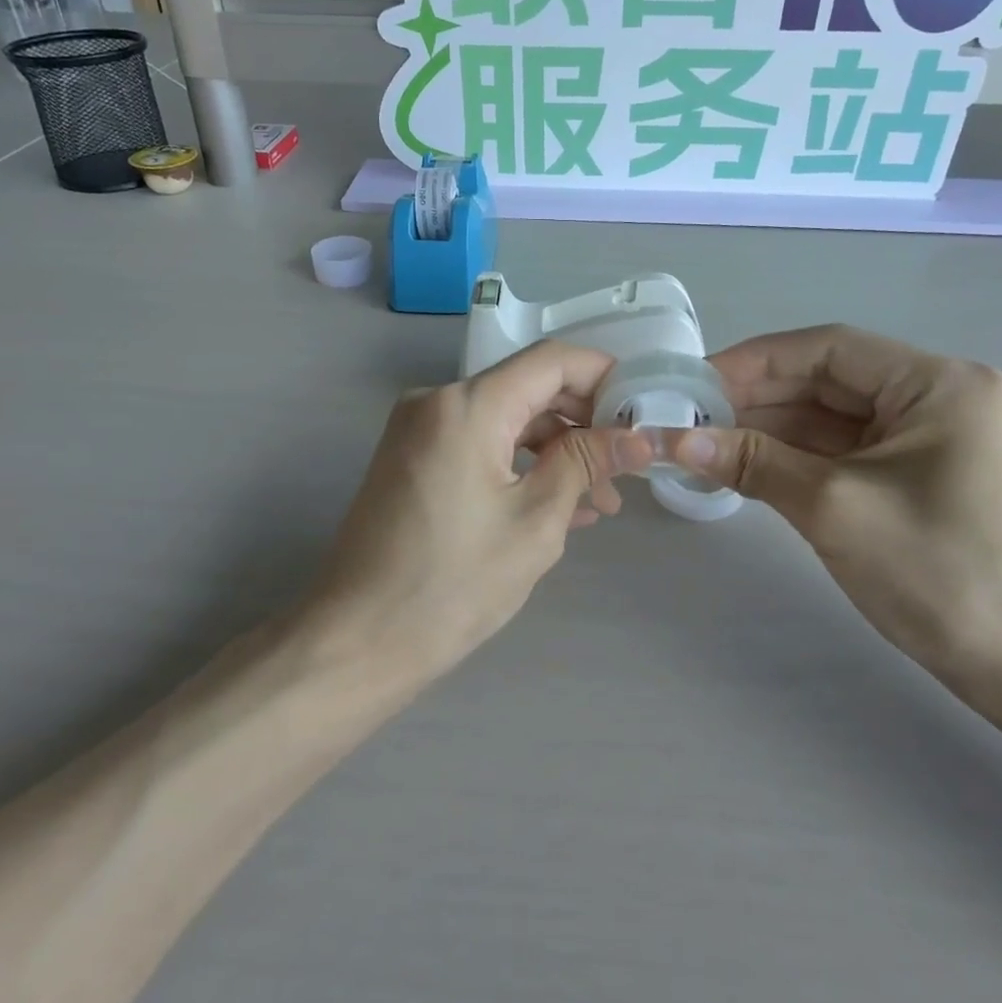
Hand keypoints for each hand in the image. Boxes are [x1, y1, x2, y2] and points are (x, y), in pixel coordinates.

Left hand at [311, 342, 654, 677]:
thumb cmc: (453, 584)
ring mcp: (419, 430)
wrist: (358, 641)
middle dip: (584, 421)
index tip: (644, 410)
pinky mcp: (413, 459)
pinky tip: (561, 504)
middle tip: (629, 464)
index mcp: (467, 405)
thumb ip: (586, 463)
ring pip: (506, 419)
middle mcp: (437, 401)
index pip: (552, 360)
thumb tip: (637, 436)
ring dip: (556, 450)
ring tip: (603, 499)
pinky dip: (520, 465)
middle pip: (529, 388)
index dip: (605, 376)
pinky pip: (479, 444)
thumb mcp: (536, 521)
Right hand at [669, 326, 1001, 689]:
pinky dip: (795, 457)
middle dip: (758, 397)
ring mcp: (929, 440)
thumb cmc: (941, 573)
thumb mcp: (835, 508)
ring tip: (706, 442)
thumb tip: (677, 441)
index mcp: (938, 384)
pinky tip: (746, 466)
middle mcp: (938, 398)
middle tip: (691, 416)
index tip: (696, 382)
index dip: (756, 360)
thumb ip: (754, 462)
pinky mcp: (917, 478)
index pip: (830, 349)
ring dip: (771, 429)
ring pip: (832, 418)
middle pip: (830, 380)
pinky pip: (844, 452)